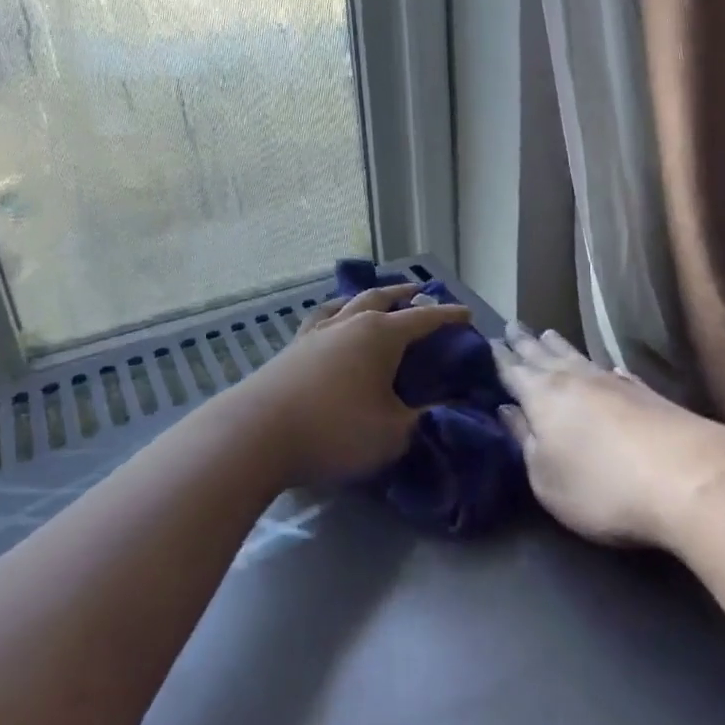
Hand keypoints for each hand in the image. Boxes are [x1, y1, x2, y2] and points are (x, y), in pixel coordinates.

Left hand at [236, 283, 471, 486]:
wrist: (257, 434)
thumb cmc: (334, 430)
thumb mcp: (393, 433)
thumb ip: (422, 419)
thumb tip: (441, 408)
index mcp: (380, 336)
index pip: (423, 320)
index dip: (447, 316)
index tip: (467, 313)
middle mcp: (349, 324)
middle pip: (381, 298)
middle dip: (404, 294)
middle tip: (419, 290)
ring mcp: (316, 333)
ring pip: (347, 302)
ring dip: (367, 297)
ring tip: (375, 298)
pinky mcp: (292, 349)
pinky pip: (321, 319)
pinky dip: (335, 314)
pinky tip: (331, 323)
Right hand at [492, 324, 724, 547]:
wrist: (688, 478)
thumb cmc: (600, 486)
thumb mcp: (545, 476)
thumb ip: (524, 441)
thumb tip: (507, 409)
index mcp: (542, 396)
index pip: (513, 370)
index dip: (500, 357)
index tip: (488, 340)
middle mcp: (574, 379)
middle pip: (543, 355)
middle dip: (525, 342)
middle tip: (512, 325)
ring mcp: (614, 383)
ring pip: (578, 356)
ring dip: (560, 345)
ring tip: (547, 332)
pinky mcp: (649, 395)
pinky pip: (616, 373)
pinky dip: (604, 367)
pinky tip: (610, 368)